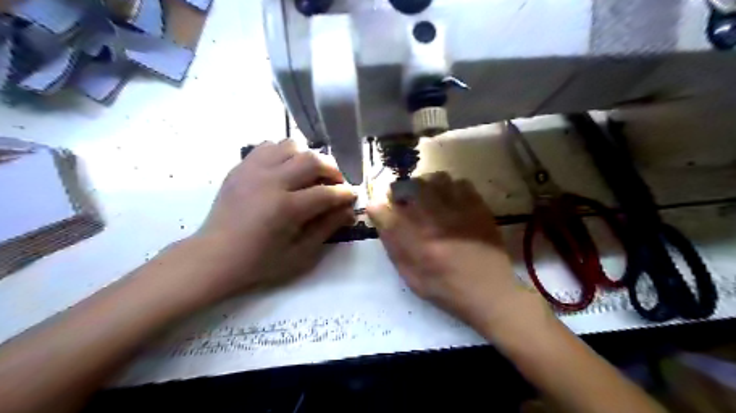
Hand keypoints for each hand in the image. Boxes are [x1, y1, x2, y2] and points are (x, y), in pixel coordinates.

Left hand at [188, 140, 354, 304]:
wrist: (214, 257)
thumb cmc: (259, 262)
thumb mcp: (300, 254)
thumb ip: (327, 228)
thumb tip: (348, 210)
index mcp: (285, 208)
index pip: (327, 192)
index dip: (345, 194)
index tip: (352, 197)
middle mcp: (270, 181)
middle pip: (312, 160)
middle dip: (333, 170)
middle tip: (337, 183)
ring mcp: (252, 170)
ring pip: (291, 145)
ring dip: (308, 157)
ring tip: (311, 174)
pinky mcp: (241, 167)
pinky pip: (268, 146)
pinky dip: (284, 153)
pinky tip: (286, 169)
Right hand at [368, 172, 538, 332]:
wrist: (489, 292)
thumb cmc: (446, 288)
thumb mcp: (412, 276)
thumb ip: (394, 246)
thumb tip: (380, 219)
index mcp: (416, 241)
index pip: (385, 212)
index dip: (378, 207)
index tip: (380, 210)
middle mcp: (435, 220)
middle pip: (410, 186)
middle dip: (402, 191)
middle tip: (405, 203)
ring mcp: (459, 210)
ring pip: (436, 179)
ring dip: (426, 186)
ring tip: (428, 199)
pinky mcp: (478, 207)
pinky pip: (460, 183)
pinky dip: (450, 188)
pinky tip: (451, 201)